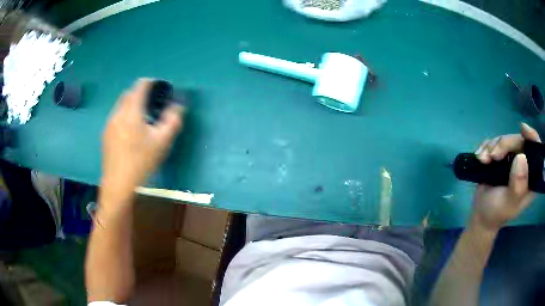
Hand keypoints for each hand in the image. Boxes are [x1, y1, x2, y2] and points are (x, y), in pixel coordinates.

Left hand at [101, 79, 183, 204]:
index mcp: (132, 111)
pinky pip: (116, 116)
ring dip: (132, 104)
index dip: (152, 83)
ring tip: (142, 119)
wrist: (118, 185)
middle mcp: (118, 113)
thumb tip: (179, 105)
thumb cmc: (141, 162)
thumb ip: (172, 120)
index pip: (141, 85)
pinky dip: (125, 115)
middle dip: (142, 93)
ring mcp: (109, 123)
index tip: (161, 89)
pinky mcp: (105, 134)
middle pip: (129, 93)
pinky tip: (130, 132)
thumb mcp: (162, 142)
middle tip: (153, 105)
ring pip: (122, 105)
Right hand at [471, 123, 539, 230]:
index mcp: (531, 177)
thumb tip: (521, 157)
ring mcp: (512, 159)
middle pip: (519, 140)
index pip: (536, 151)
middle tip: (493, 156)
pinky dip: (486, 147)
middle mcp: (524, 164)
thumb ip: (517, 186)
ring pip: (505, 139)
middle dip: (504, 144)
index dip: (532, 137)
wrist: (481, 215)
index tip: (523, 129)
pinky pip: (495, 141)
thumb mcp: (508, 204)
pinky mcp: (501, 156)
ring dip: (492, 147)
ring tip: (484, 161)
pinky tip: (481, 158)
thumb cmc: (497, 213)